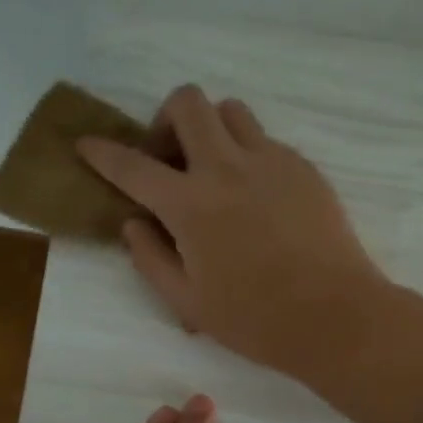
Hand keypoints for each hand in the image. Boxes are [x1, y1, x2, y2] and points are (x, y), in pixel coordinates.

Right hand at [77, 86, 392, 379]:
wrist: (334, 315)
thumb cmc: (255, 319)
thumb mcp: (187, 302)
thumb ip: (150, 257)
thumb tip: (133, 222)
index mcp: (190, 205)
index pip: (132, 165)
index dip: (102, 152)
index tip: (87, 144)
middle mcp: (227, 168)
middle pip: (188, 103)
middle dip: (166, 118)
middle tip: (171, 158)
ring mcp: (271, 161)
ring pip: (231, 111)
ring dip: (211, 129)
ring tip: (215, 169)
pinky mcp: (303, 168)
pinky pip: (266, 140)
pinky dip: (248, 154)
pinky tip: (257, 196)